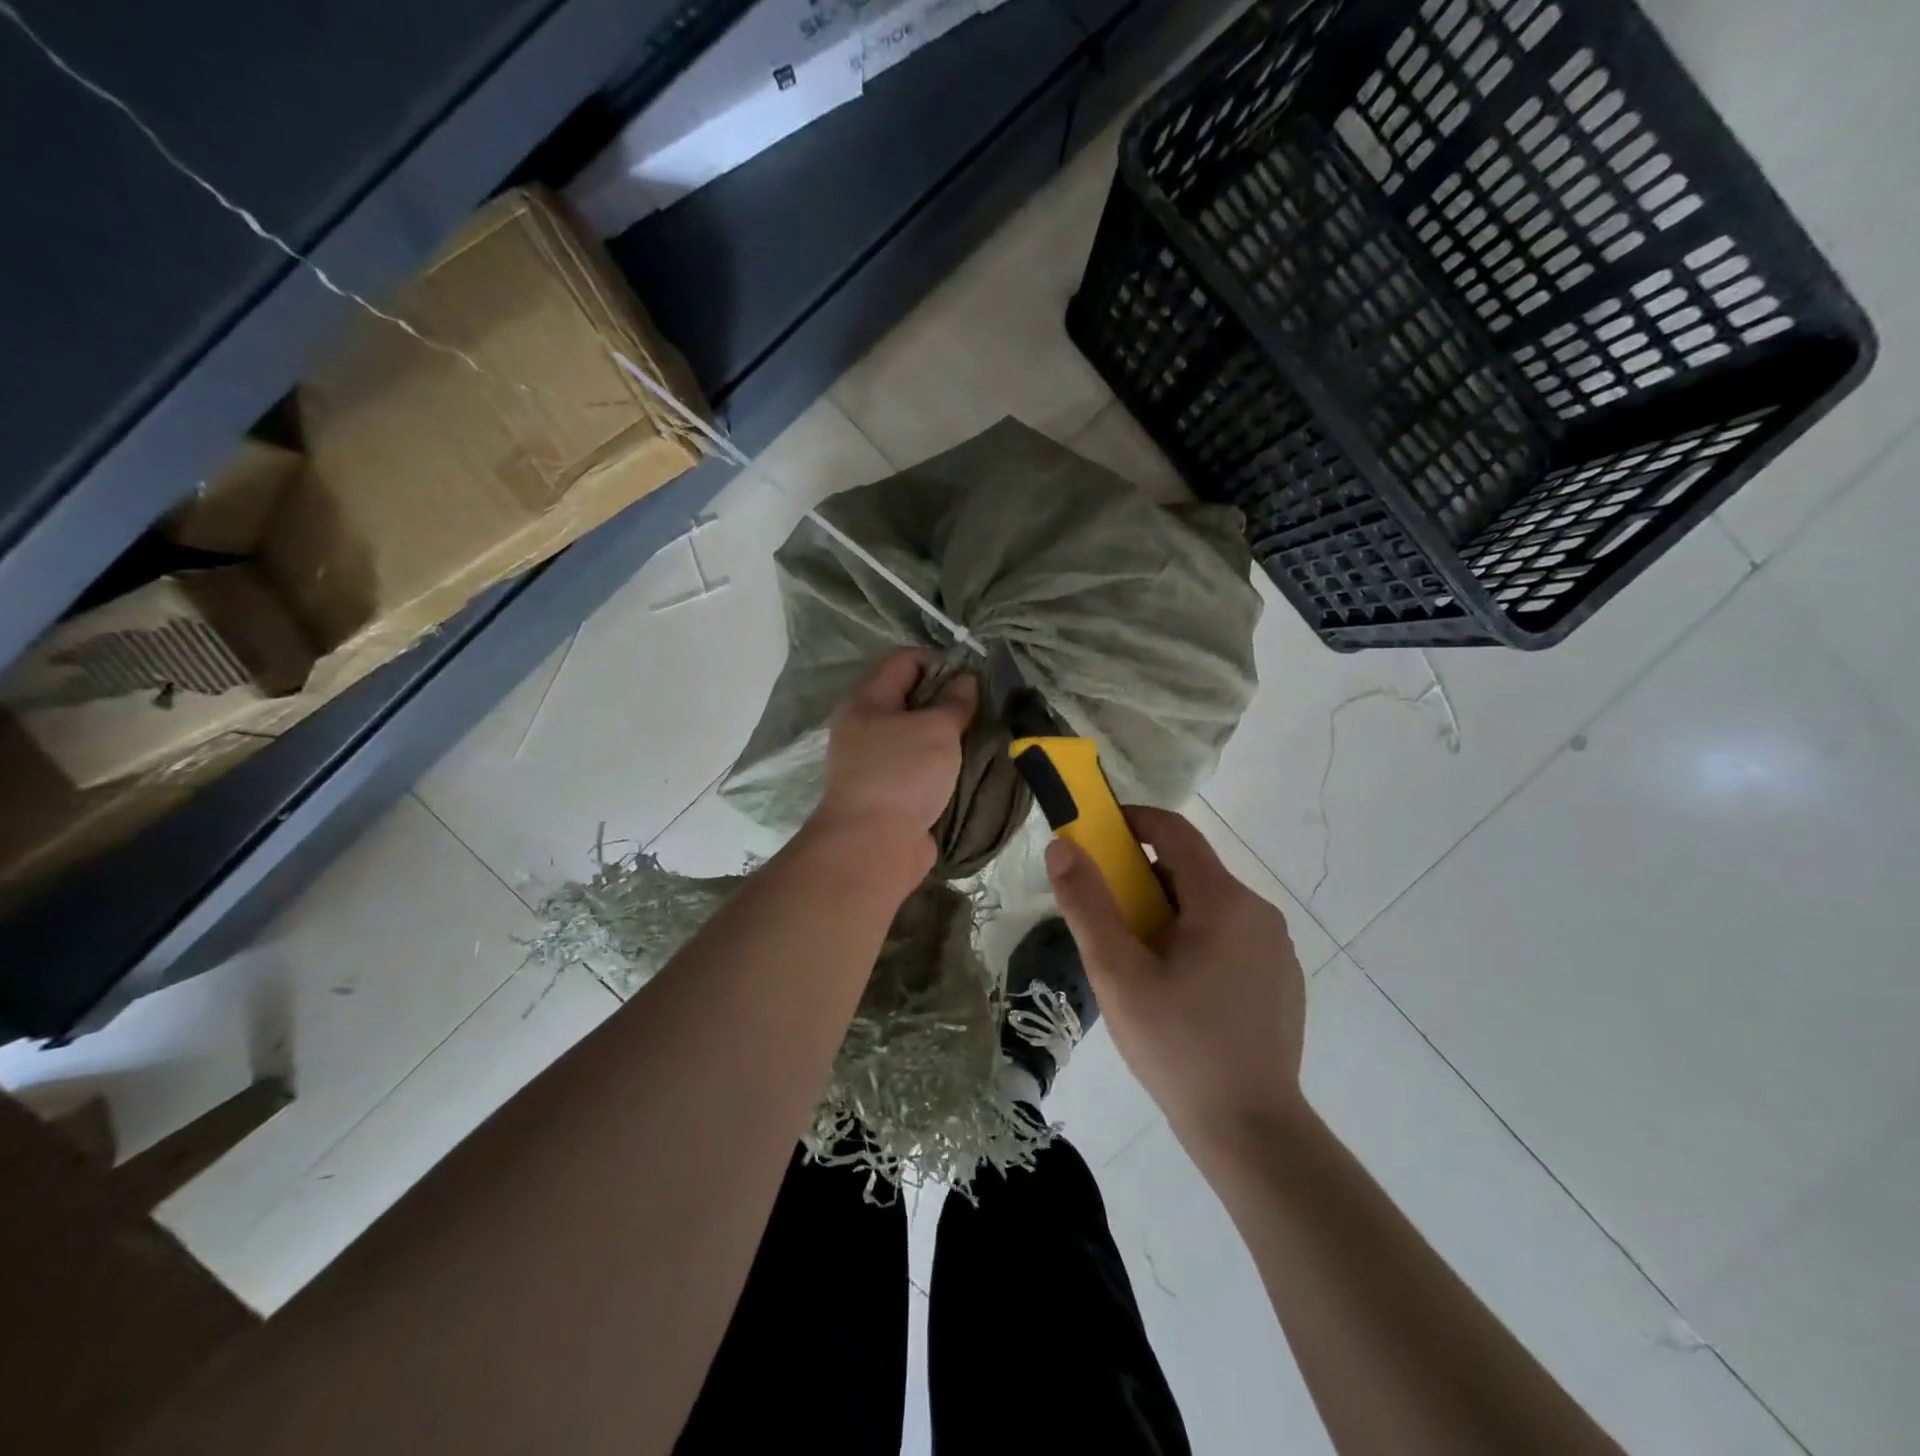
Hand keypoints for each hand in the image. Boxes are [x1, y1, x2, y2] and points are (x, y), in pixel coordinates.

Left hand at [810, 649, 977, 877]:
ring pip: (917, 733)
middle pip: (910, 697)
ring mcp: (875, 760)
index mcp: (867, 700)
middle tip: (983, 704)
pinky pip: (920, 764)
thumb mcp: (936, 729)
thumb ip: (955, 701)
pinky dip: (942, 761)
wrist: (874, 845)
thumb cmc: (903, 774)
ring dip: (948, 733)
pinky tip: (968, 763)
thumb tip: (966, 680)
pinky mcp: (889, 790)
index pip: (904, 660)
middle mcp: (865, 725)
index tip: (974, 674)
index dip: (940, 660)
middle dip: (947, 697)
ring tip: (982, 732)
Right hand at [1046, 806, 1307, 1155]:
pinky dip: (1196, 942)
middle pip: (1190, 872)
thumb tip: (1063, 847)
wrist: (1252, 1132)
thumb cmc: (1177, 1045)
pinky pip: (1230, 939)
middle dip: (1142, 881)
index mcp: (1223, 901)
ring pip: (1209, 908)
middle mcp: (1258, 912)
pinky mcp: (1282, 981)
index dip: (1132, 822)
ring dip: (1167, 915)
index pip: (1175, 831)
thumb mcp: (1117, 974)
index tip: (1096, 836)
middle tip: (1107, 920)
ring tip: (1137, 964)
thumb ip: (1087, 904)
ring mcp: (1276, 949)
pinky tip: (1179, 994)